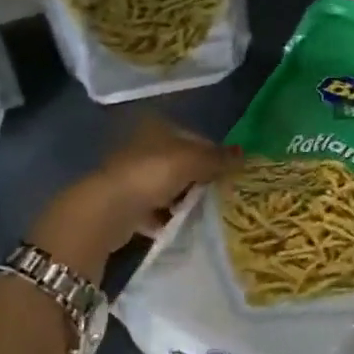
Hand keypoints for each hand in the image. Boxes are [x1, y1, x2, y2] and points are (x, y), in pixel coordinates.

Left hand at [31, 117, 229, 279]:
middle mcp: (142, 147)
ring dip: (184, 200)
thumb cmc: (151, 174)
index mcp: (156, 128)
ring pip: (168, 186)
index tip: (231, 174)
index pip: (194, 137)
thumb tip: (245, 155)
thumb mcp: (192, 161)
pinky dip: (167, 217)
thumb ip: (218, 158)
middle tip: (222, 195)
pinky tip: (181, 226)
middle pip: (181, 162)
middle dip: (200, 179)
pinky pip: (155, 209)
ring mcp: (131, 176)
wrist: (107, 211)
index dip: (214, 154)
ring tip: (204, 213)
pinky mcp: (125, 203)